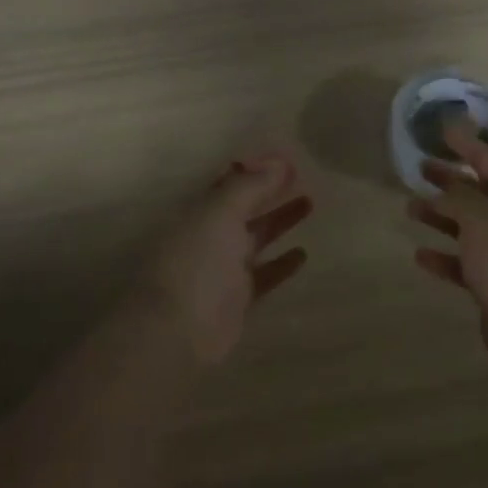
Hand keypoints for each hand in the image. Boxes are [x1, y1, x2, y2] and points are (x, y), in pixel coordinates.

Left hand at [144, 154, 313, 364]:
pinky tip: (303, 253)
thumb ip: (249, 186)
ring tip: (309, 203)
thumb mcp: (220, 212)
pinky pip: (264, 274)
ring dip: (280, 220)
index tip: (286, 158)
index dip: (256, 168)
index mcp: (200, 210)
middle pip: (245, 206)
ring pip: (256, 236)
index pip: (229, 181)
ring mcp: (224, 267)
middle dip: (270, 191)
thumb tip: (278, 164)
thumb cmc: (196, 261)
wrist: (178, 330)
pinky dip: (282, 263)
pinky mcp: (238, 298)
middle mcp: (210, 234)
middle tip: (303, 176)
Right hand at [407, 121, 487, 338]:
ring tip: (410, 208)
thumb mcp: (480, 217)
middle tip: (420, 168)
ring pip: (466, 227)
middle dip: (449, 179)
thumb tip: (442, 192)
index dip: (467, 144)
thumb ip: (458, 198)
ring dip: (439, 216)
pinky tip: (420, 255)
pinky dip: (442, 257)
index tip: (443, 130)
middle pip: (476, 193)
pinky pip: (461, 263)